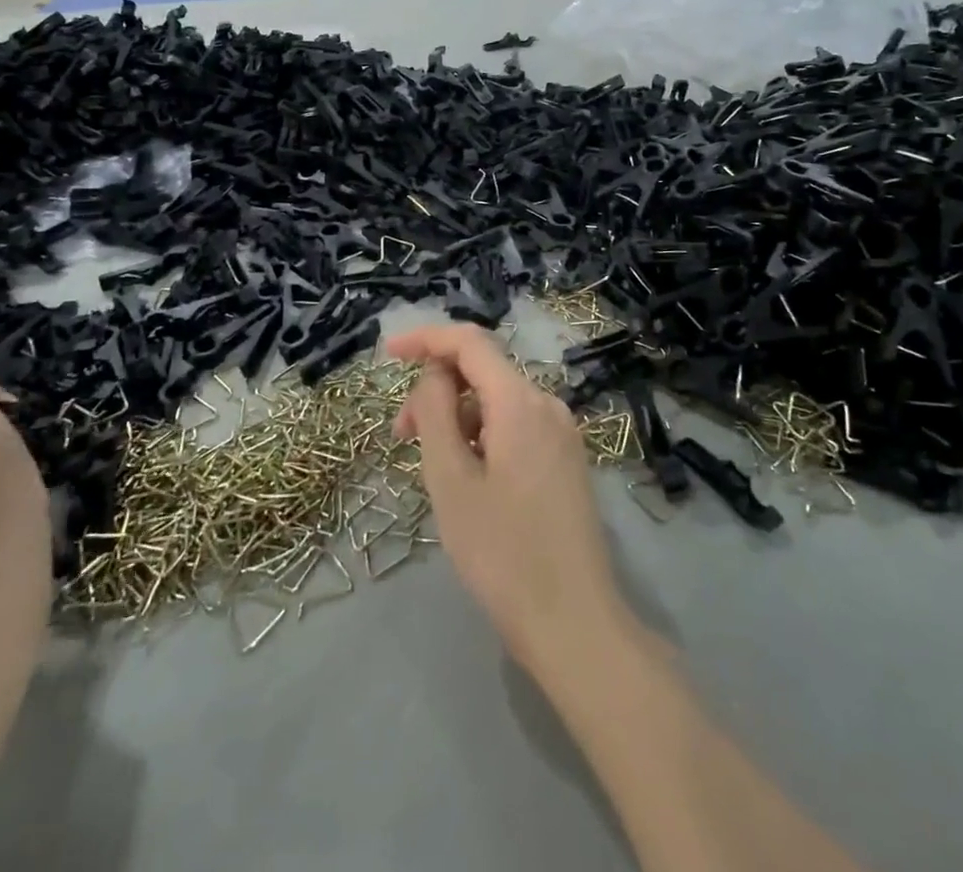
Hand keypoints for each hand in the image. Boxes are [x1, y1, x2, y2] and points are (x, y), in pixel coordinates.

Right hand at [388, 323, 629, 680]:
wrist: (575, 622)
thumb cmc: (503, 553)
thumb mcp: (451, 481)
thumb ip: (436, 413)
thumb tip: (433, 374)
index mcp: (521, 401)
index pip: (470, 343)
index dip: (426, 339)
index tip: (387, 354)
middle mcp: (548, 405)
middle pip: (484, 373)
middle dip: (437, 391)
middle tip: (400, 436)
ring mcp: (562, 433)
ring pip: (499, 403)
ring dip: (459, 418)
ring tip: (432, 468)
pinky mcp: (566, 460)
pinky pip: (516, 427)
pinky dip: (483, 436)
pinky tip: (467, 477)